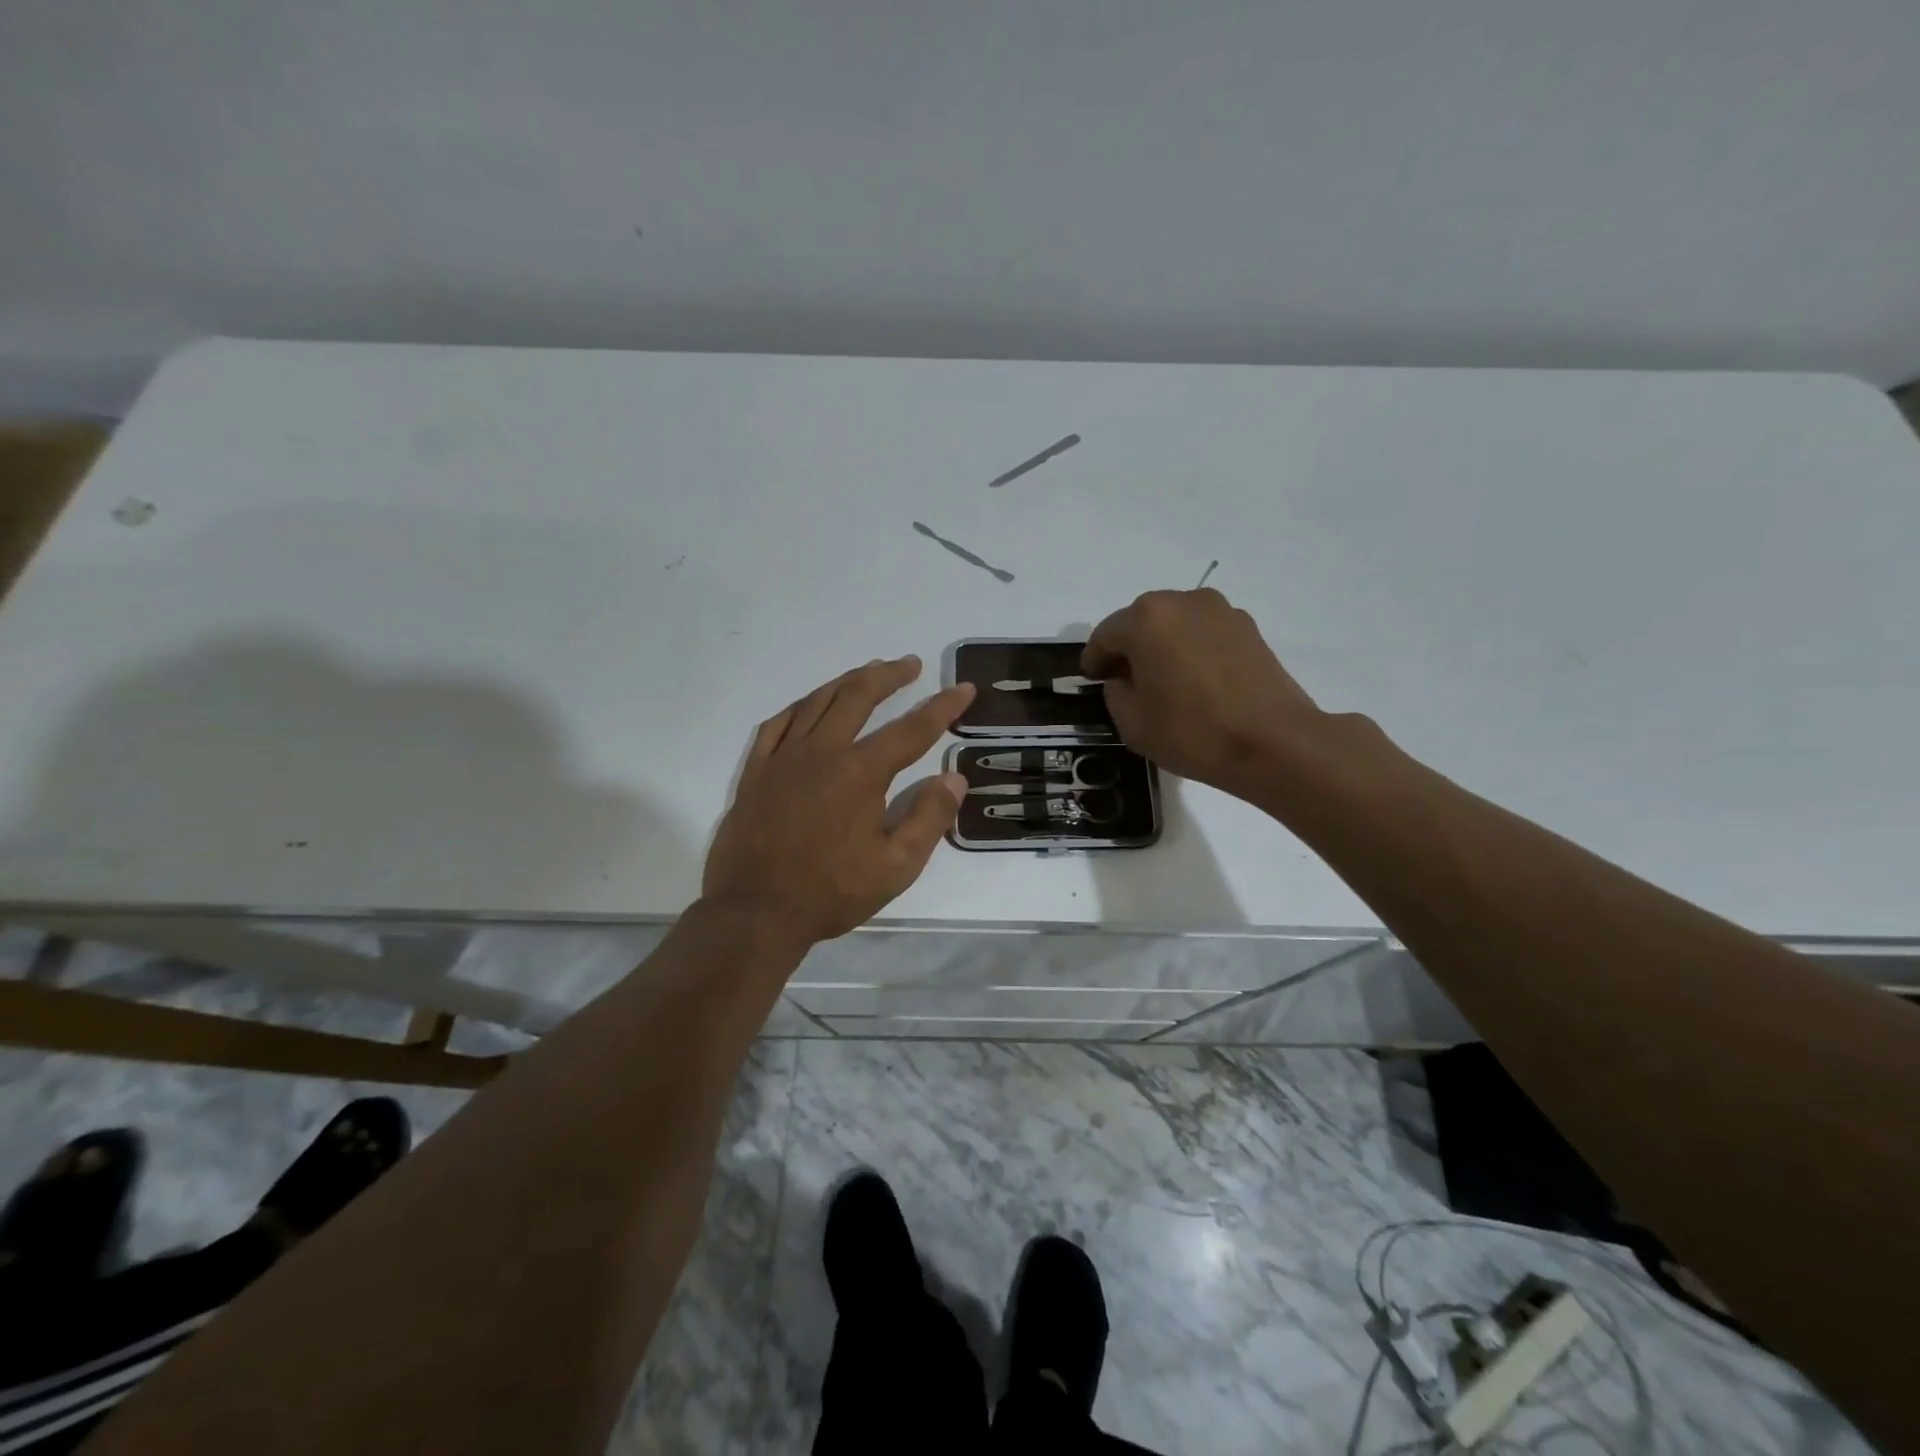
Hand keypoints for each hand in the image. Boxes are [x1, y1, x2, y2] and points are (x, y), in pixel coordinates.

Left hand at [703, 656, 974, 944]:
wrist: (755, 913)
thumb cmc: (831, 893)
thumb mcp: (896, 867)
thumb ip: (929, 818)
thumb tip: (954, 778)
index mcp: (860, 773)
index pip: (912, 729)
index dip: (942, 706)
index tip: (963, 688)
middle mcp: (822, 752)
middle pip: (859, 696)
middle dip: (889, 675)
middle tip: (909, 664)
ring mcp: (783, 758)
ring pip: (817, 701)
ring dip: (847, 681)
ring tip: (868, 671)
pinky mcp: (755, 771)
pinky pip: (777, 724)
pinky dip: (800, 706)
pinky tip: (810, 704)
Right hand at [1082, 589, 1326, 802]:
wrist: (1274, 742)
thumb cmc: (1193, 732)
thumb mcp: (1132, 723)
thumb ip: (1115, 692)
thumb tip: (1123, 679)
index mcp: (1146, 619)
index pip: (1105, 635)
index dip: (1094, 660)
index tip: (1092, 679)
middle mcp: (1182, 602)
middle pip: (1141, 622)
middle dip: (1129, 648)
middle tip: (1125, 680)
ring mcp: (1220, 611)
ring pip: (1175, 624)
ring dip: (1162, 646)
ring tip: (1164, 681)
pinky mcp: (1248, 627)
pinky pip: (1204, 633)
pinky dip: (1192, 650)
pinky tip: (1196, 681)